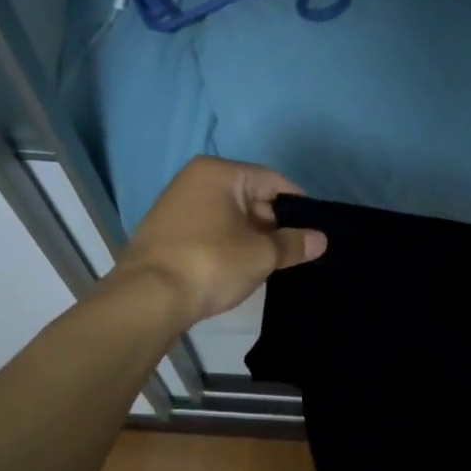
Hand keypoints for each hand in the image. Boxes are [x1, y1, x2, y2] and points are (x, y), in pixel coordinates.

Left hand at [103, 157, 326, 326]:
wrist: (149, 298)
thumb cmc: (211, 263)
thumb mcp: (262, 254)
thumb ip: (294, 244)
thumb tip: (321, 239)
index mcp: (219, 173)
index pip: (273, 181)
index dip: (299, 206)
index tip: (315, 232)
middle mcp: (195, 180)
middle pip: (252, 197)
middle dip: (275, 225)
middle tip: (295, 253)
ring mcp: (177, 205)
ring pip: (232, 216)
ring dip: (253, 238)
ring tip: (273, 264)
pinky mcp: (168, 232)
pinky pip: (212, 231)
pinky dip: (230, 245)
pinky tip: (242, 268)